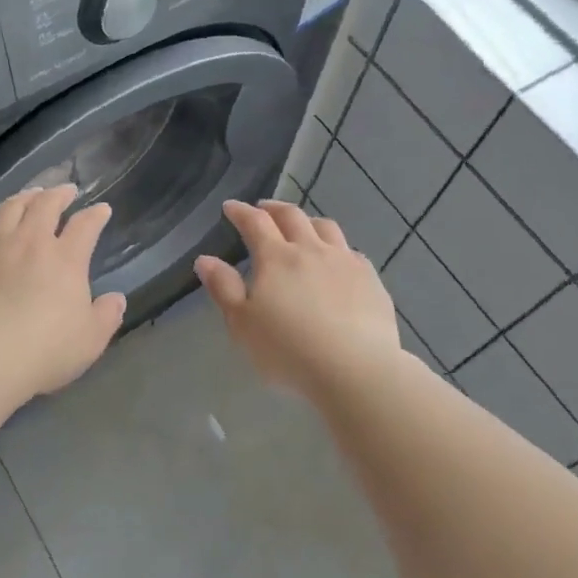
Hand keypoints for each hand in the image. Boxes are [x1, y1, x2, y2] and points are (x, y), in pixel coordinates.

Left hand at [0, 184, 126, 396]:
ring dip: (21, 198)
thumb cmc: (47, 349)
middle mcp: (30, 243)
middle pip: (45, 206)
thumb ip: (107, 315)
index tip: (102, 209)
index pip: (86, 226)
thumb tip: (116, 299)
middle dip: (58, 194)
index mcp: (66, 259)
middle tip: (65, 190)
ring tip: (28, 194)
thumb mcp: (91, 338)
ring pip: (8, 210)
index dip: (96, 215)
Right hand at [194, 200, 400, 395]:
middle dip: (274, 209)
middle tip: (263, 209)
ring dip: (308, 222)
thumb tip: (205, 259)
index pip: (255, 222)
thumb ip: (224, 288)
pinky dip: (337, 248)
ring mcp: (345, 262)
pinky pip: (351, 252)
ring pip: (326, 228)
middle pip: (292, 217)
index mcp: (276, 258)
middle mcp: (312, 250)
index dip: (241, 212)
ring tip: (301, 228)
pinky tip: (337, 261)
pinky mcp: (371, 280)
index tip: (230, 207)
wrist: (355, 370)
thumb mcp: (242, 324)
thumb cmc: (288, 350)